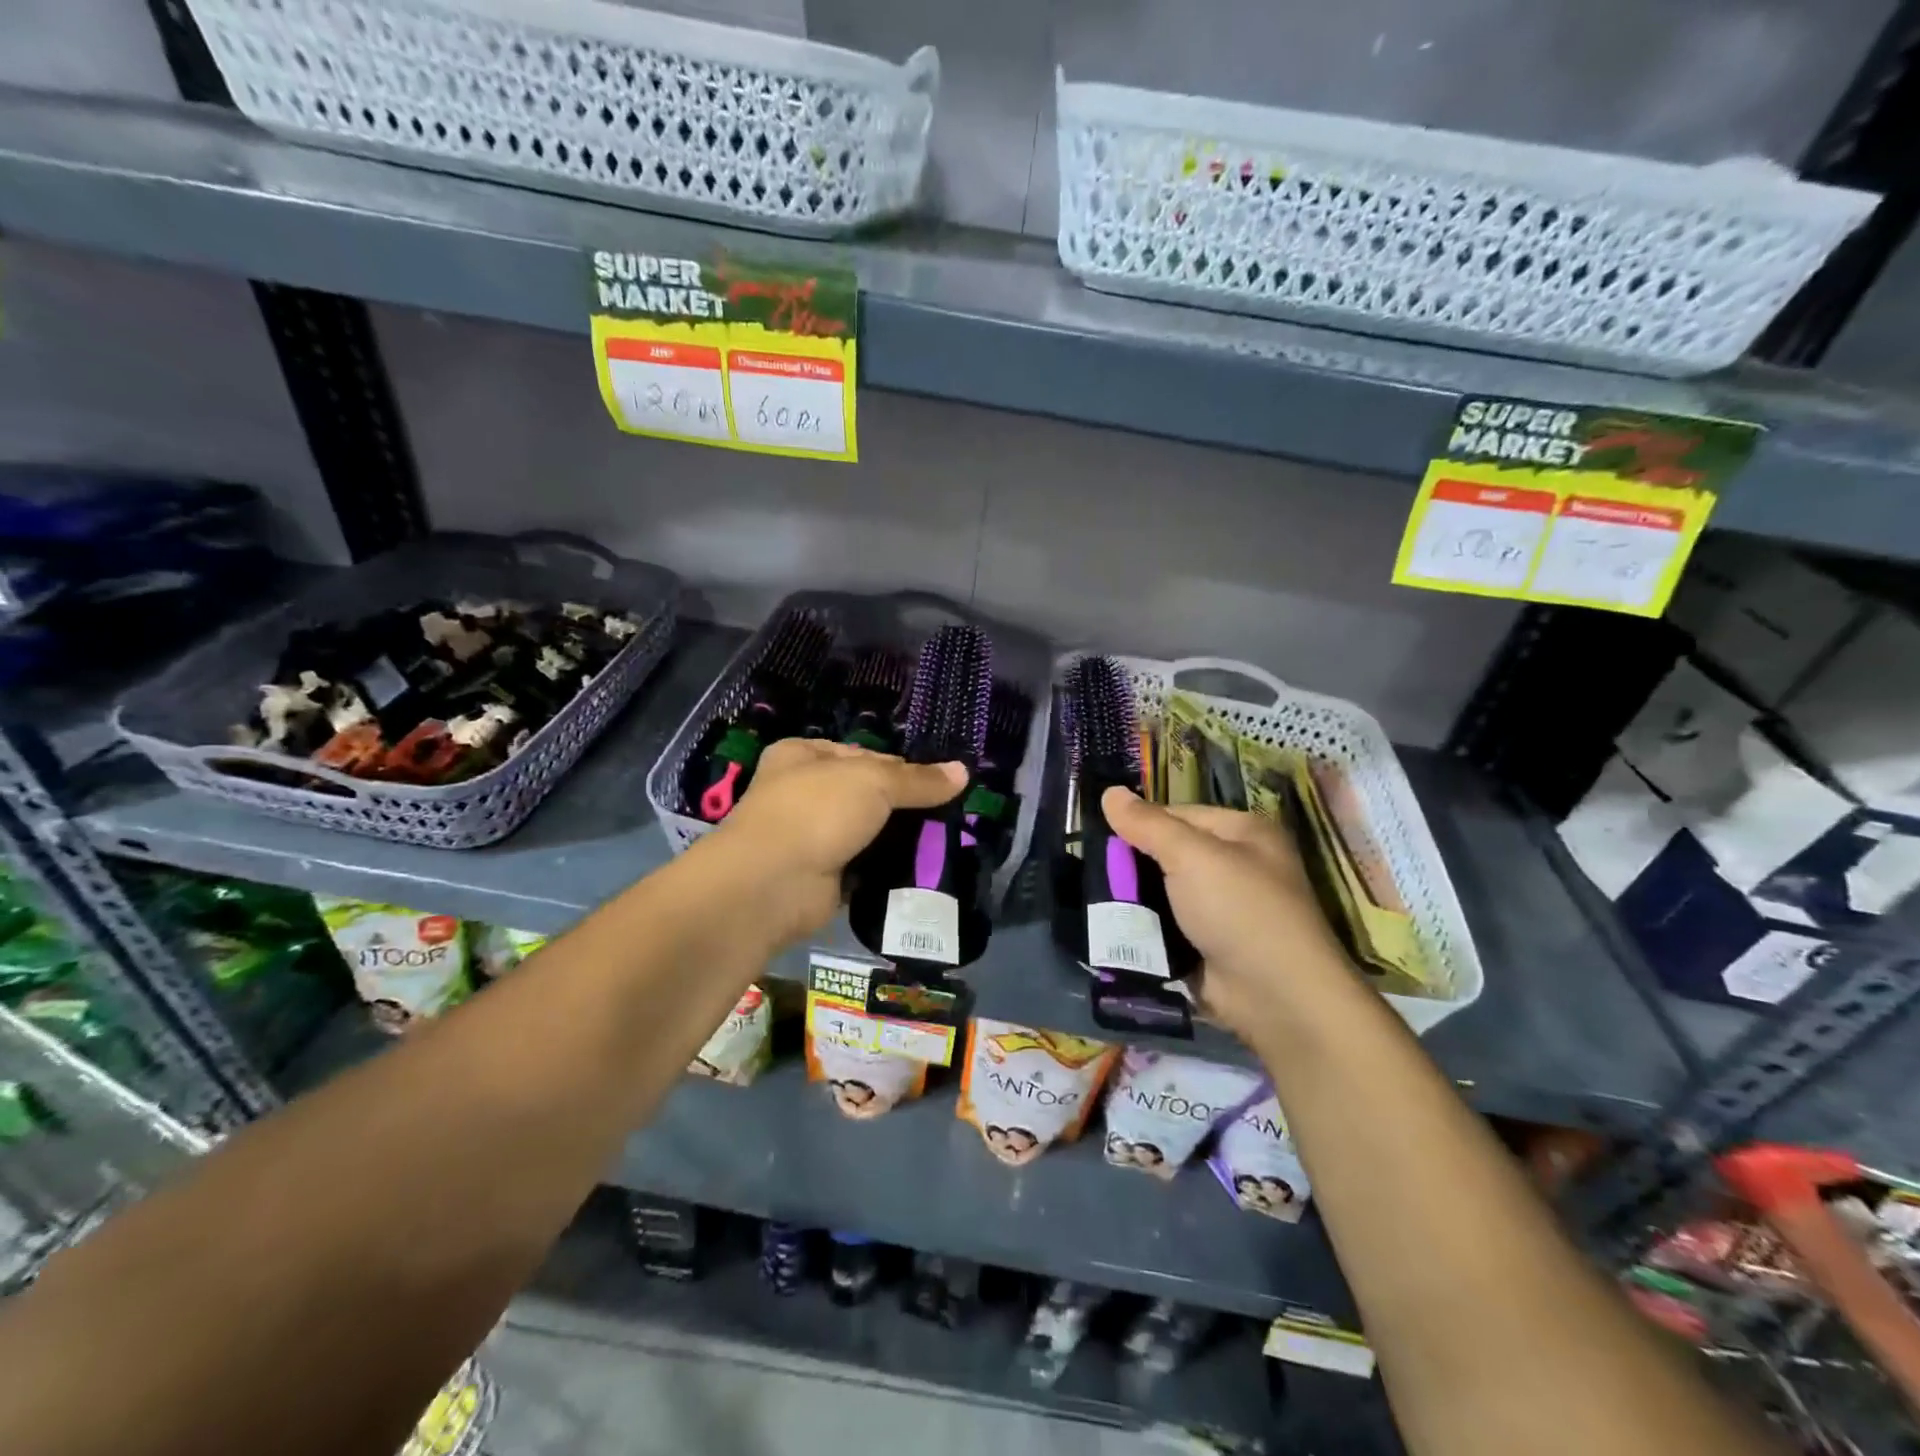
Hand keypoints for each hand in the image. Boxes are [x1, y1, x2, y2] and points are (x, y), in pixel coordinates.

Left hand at [710, 739, 966, 944]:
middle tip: (948, 816)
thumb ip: (919, 780)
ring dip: (897, 839)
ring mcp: (810, 836)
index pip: (864, 755)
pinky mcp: (821, 875)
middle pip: (866, 794)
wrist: (772, 884)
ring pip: (866, 831)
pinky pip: (864, 867)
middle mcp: (802, 792)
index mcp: (803, 755)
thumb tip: (963, 771)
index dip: (901, 767)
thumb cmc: (817, 811)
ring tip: (943, 844)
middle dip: (902, 806)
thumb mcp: (874, 782)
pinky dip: (886, 870)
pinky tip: (920, 871)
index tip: (938, 784)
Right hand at [1101, 788, 1349, 1040]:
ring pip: (1162, 892)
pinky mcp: (1207, 945)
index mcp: (1242, 832)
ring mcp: (1221, 909)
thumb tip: (1109, 791)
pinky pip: (1165, 926)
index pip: (1177, 813)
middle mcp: (1235, 866)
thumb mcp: (1191, 856)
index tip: (1097, 834)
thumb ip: (1148, 824)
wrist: (1276, 998)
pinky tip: (1111, 928)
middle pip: (1168, 853)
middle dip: (1131, 864)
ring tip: (1091, 898)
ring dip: (1132, 899)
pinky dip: (1142, 928)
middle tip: (1089, 868)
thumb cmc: (1239, 910)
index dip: (1139, 822)